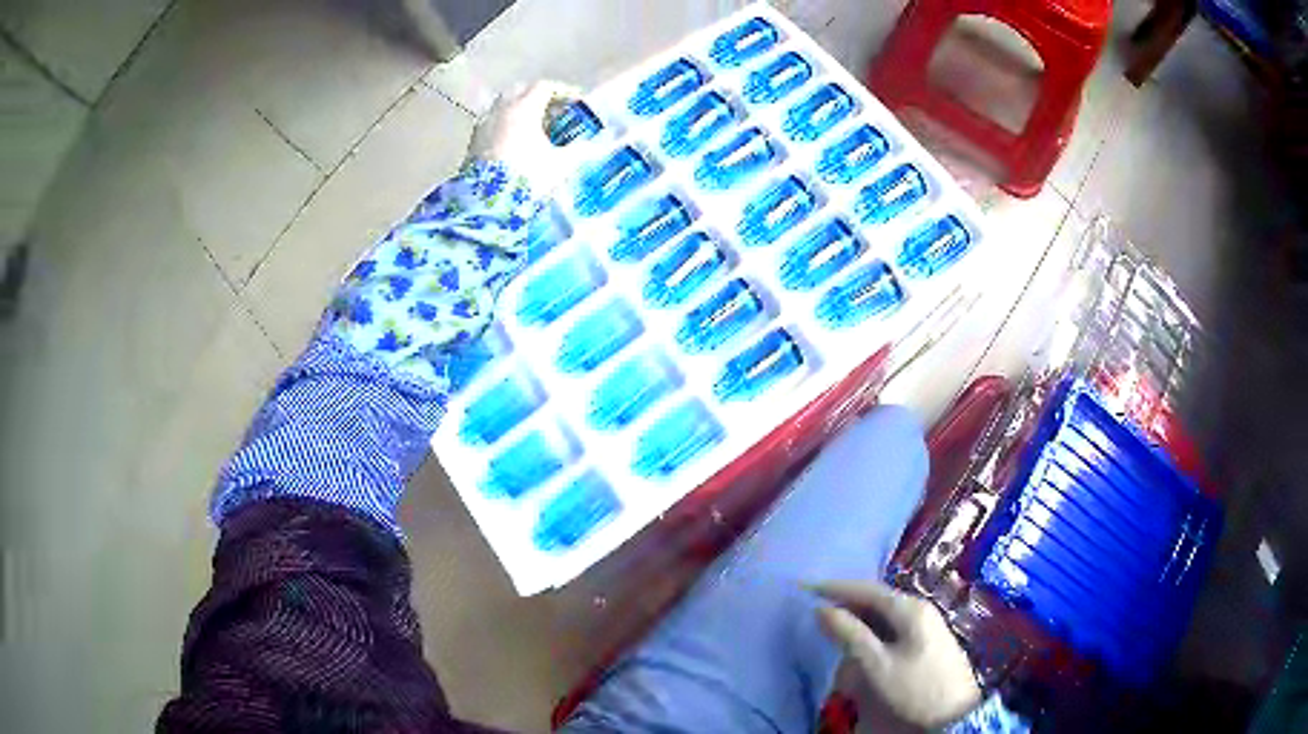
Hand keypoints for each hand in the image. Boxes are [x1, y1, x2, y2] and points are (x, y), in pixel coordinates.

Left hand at [466, 80, 584, 195]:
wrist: (487, 204)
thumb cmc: (527, 178)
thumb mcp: (561, 165)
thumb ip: (580, 151)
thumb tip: (595, 144)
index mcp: (523, 108)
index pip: (544, 87)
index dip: (563, 92)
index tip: (576, 103)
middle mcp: (501, 110)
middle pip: (520, 91)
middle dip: (538, 97)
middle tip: (554, 112)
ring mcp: (483, 125)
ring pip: (503, 106)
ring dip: (520, 110)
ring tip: (534, 128)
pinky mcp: (473, 142)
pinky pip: (492, 123)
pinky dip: (506, 125)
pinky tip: (515, 143)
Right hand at [815, 581, 981, 728]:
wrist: (955, 712)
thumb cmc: (915, 688)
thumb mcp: (877, 665)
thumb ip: (850, 635)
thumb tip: (821, 610)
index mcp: (909, 608)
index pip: (866, 589)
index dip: (835, 587)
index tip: (806, 587)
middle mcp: (920, 607)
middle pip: (876, 599)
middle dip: (847, 604)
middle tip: (817, 611)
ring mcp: (927, 623)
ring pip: (884, 614)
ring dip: (859, 620)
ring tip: (835, 630)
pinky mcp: (927, 639)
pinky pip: (893, 626)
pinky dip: (872, 631)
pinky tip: (862, 644)